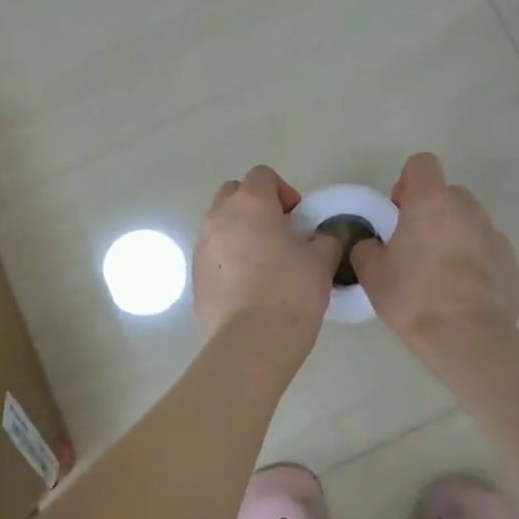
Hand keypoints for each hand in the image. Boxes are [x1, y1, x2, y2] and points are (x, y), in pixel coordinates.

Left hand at [194, 166, 342, 339]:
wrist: (251, 342)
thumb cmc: (291, 292)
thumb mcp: (322, 261)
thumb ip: (324, 239)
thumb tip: (320, 239)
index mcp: (251, 204)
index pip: (263, 175)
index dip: (284, 191)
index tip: (298, 218)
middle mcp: (219, 217)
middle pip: (234, 193)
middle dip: (255, 206)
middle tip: (279, 233)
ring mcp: (201, 246)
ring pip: (220, 224)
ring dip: (240, 232)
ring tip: (264, 262)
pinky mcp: (194, 275)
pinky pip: (213, 253)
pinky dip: (228, 258)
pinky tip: (248, 286)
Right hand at [350, 153, 518, 350]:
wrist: (468, 338)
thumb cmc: (414, 298)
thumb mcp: (371, 274)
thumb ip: (366, 247)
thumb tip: (372, 244)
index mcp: (430, 202)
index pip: (421, 163)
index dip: (407, 183)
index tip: (399, 214)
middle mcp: (466, 208)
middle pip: (446, 193)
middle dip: (431, 211)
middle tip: (415, 246)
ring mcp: (492, 233)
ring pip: (467, 220)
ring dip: (453, 234)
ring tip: (440, 271)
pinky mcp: (510, 259)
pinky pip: (485, 247)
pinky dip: (474, 258)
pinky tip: (462, 290)